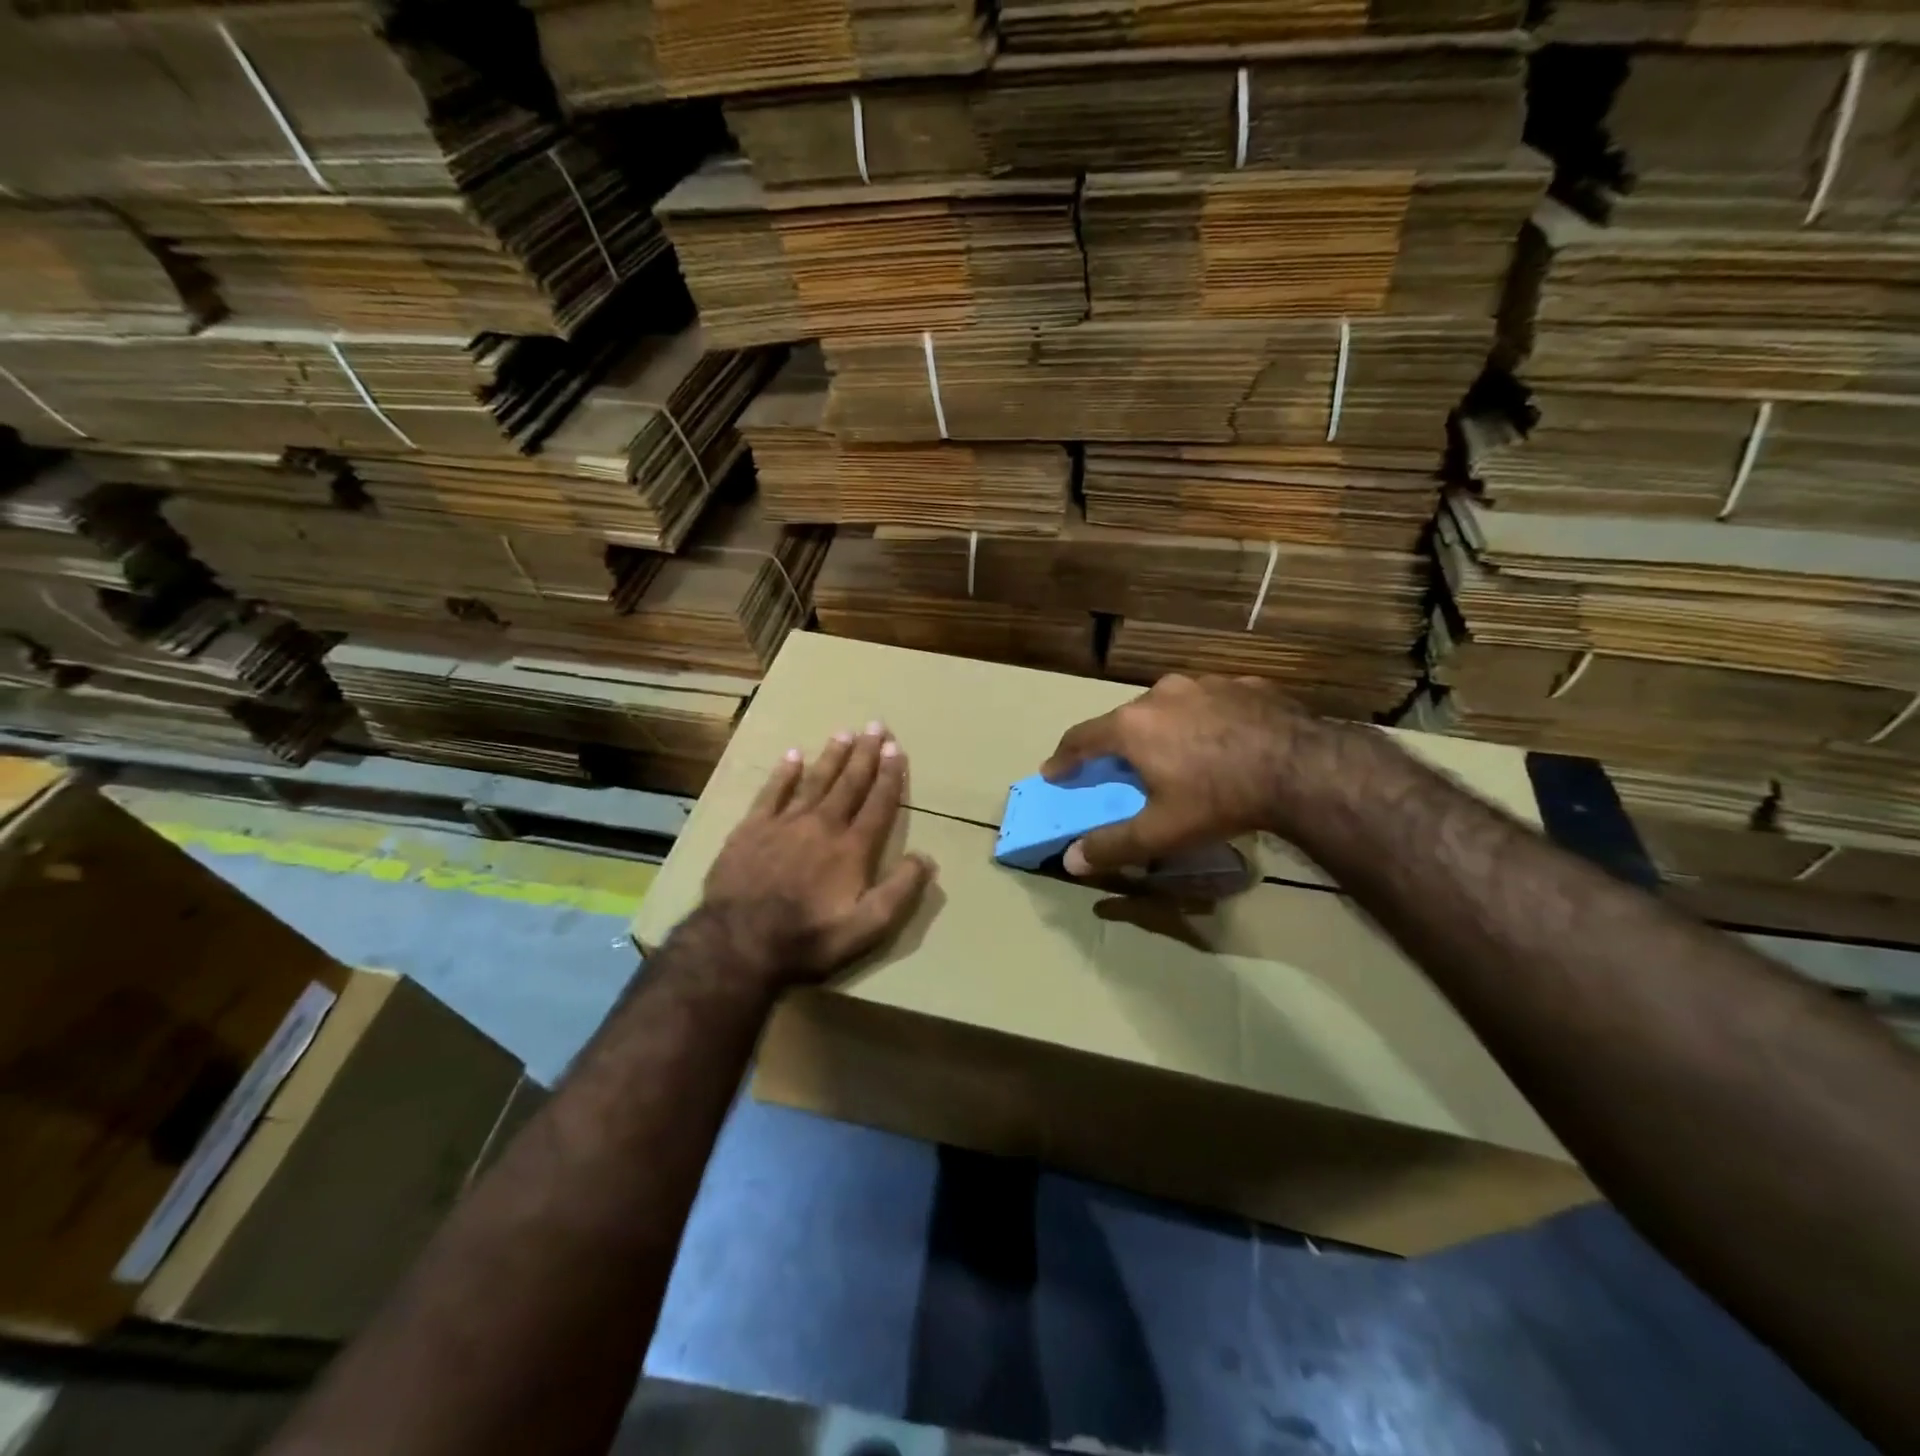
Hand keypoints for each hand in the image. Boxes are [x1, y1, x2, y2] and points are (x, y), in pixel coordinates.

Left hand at [702, 723, 935, 986]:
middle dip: (865, 754)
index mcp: (852, 848)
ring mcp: (785, 823)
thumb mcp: (867, 927)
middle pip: (849, 783)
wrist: (739, 942)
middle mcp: (823, 825)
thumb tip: (927, 857)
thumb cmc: (809, 938)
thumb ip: (900, 891)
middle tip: (876, 726)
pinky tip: (793, 755)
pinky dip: (784, 773)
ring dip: (832, 756)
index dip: (890, 775)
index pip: (878, 803)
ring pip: (815, 780)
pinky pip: (772, 792)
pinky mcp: (752, 829)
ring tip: (844, 733)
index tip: (897, 749)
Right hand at [1042, 674, 1315, 874]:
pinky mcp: (1244, 684)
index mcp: (1132, 726)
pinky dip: (1207, 721)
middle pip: (1126, 720)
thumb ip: (1112, 845)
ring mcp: (1205, 683)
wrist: (1302, 768)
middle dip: (1119, 745)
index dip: (1063, 758)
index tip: (1052, 772)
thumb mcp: (1161, 831)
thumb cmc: (1219, 798)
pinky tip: (1225, 742)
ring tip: (1179, 755)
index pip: (1081, 738)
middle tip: (1123, 770)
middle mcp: (1161, 694)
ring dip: (1165, 728)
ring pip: (1171, 706)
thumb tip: (1071, 860)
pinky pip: (1213, 702)